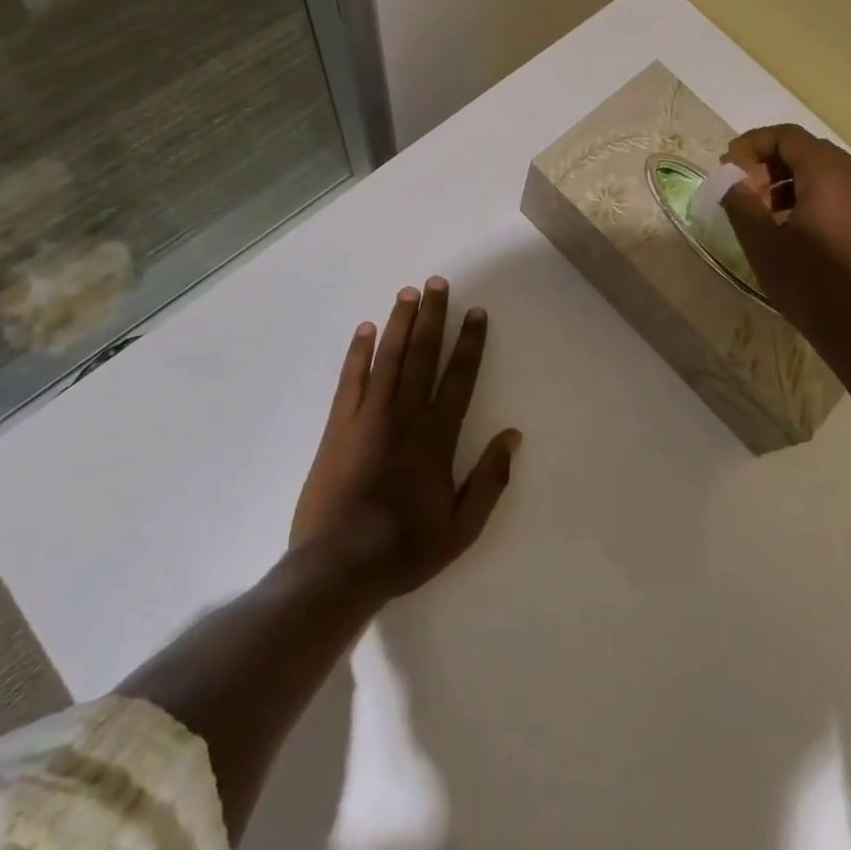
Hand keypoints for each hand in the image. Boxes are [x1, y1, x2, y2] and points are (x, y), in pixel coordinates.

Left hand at [291, 279, 521, 599]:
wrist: (337, 567)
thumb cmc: (405, 548)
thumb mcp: (461, 527)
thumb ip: (490, 479)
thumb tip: (513, 436)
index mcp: (437, 437)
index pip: (459, 377)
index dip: (470, 342)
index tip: (476, 312)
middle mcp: (405, 415)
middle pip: (422, 355)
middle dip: (433, 316)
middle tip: (437, 283)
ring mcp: (368, 417)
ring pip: (388, 358)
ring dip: (399, 323)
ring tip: (408, 292)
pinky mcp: (338, 426)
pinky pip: (350, 379)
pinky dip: (358, 352)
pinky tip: (364, 329)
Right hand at [719, 125, 850, 363]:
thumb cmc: (812, 286)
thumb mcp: (764, 246)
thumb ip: (742, 205)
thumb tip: (733, 183)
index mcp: (828, 175)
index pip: (787, 136)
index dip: (753, 144)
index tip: (729, 167)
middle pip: (808, 151)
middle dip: (771, 164)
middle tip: (745, 192)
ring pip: (827, 174)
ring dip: (791, 183)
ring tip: (767, 216)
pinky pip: (843, 195)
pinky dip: (814, 199)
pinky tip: (798, 232)